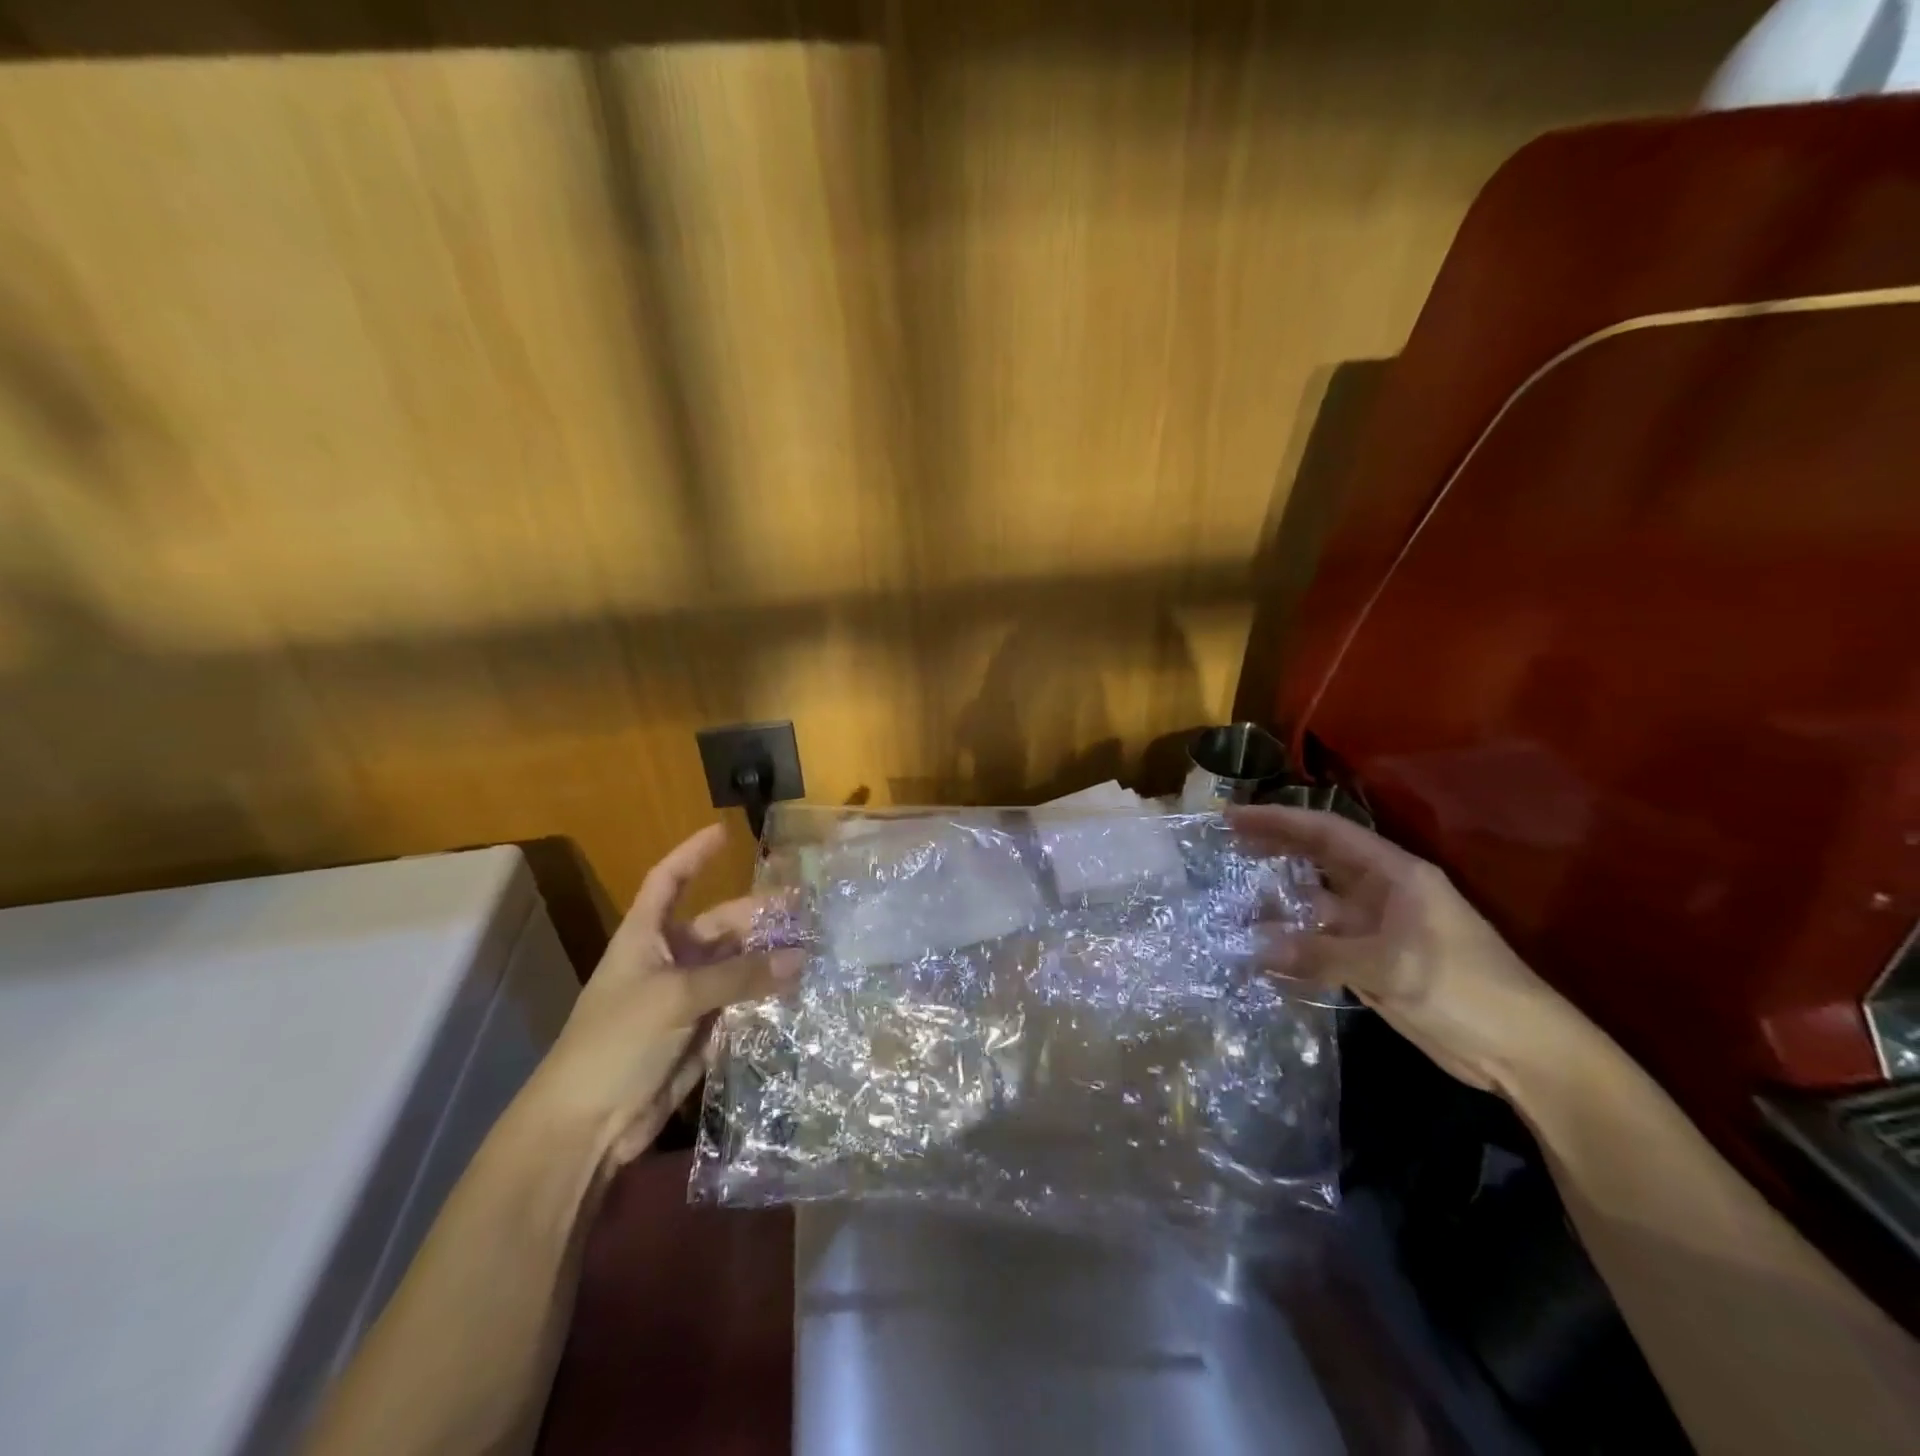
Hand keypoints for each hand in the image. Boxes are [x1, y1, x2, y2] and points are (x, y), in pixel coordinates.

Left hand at [535, 824, 801, 1165]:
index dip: (693, 854)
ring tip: (815, 949)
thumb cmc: (617, 1041)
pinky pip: (742, 1002)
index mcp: (646, 936)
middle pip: (720, 925)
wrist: (587, 1124)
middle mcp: (669, 959)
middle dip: (759, 917)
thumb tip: (800, 959)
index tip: (725, 833)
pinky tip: (800, 990)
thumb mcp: (677, 997)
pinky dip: (767, 995)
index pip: (669, 880)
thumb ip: (740, 976)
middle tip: (807, 911)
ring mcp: (687, 997)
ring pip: (737, 965)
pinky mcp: (703, 1032)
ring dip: (770, 958)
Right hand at [1232, 805, 1582, 1096]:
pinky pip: (1321, 944)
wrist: (1521, 1052)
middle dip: (1274, 848)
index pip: (1328, 833)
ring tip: (1231, 900)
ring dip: (1278, 902)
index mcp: (1395, 875)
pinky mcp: (1372, 962)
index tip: (1234, 817)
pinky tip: (1260, 950)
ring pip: (1316, 904)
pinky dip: (1292, 944)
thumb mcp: (1393, 967)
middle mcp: (1381, 894)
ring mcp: (1375, 929)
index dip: (1280, 820)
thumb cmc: (1467, 990)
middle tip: (1225, 843)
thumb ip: (1322, 954)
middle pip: (1318, 861)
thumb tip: (1255, 947)